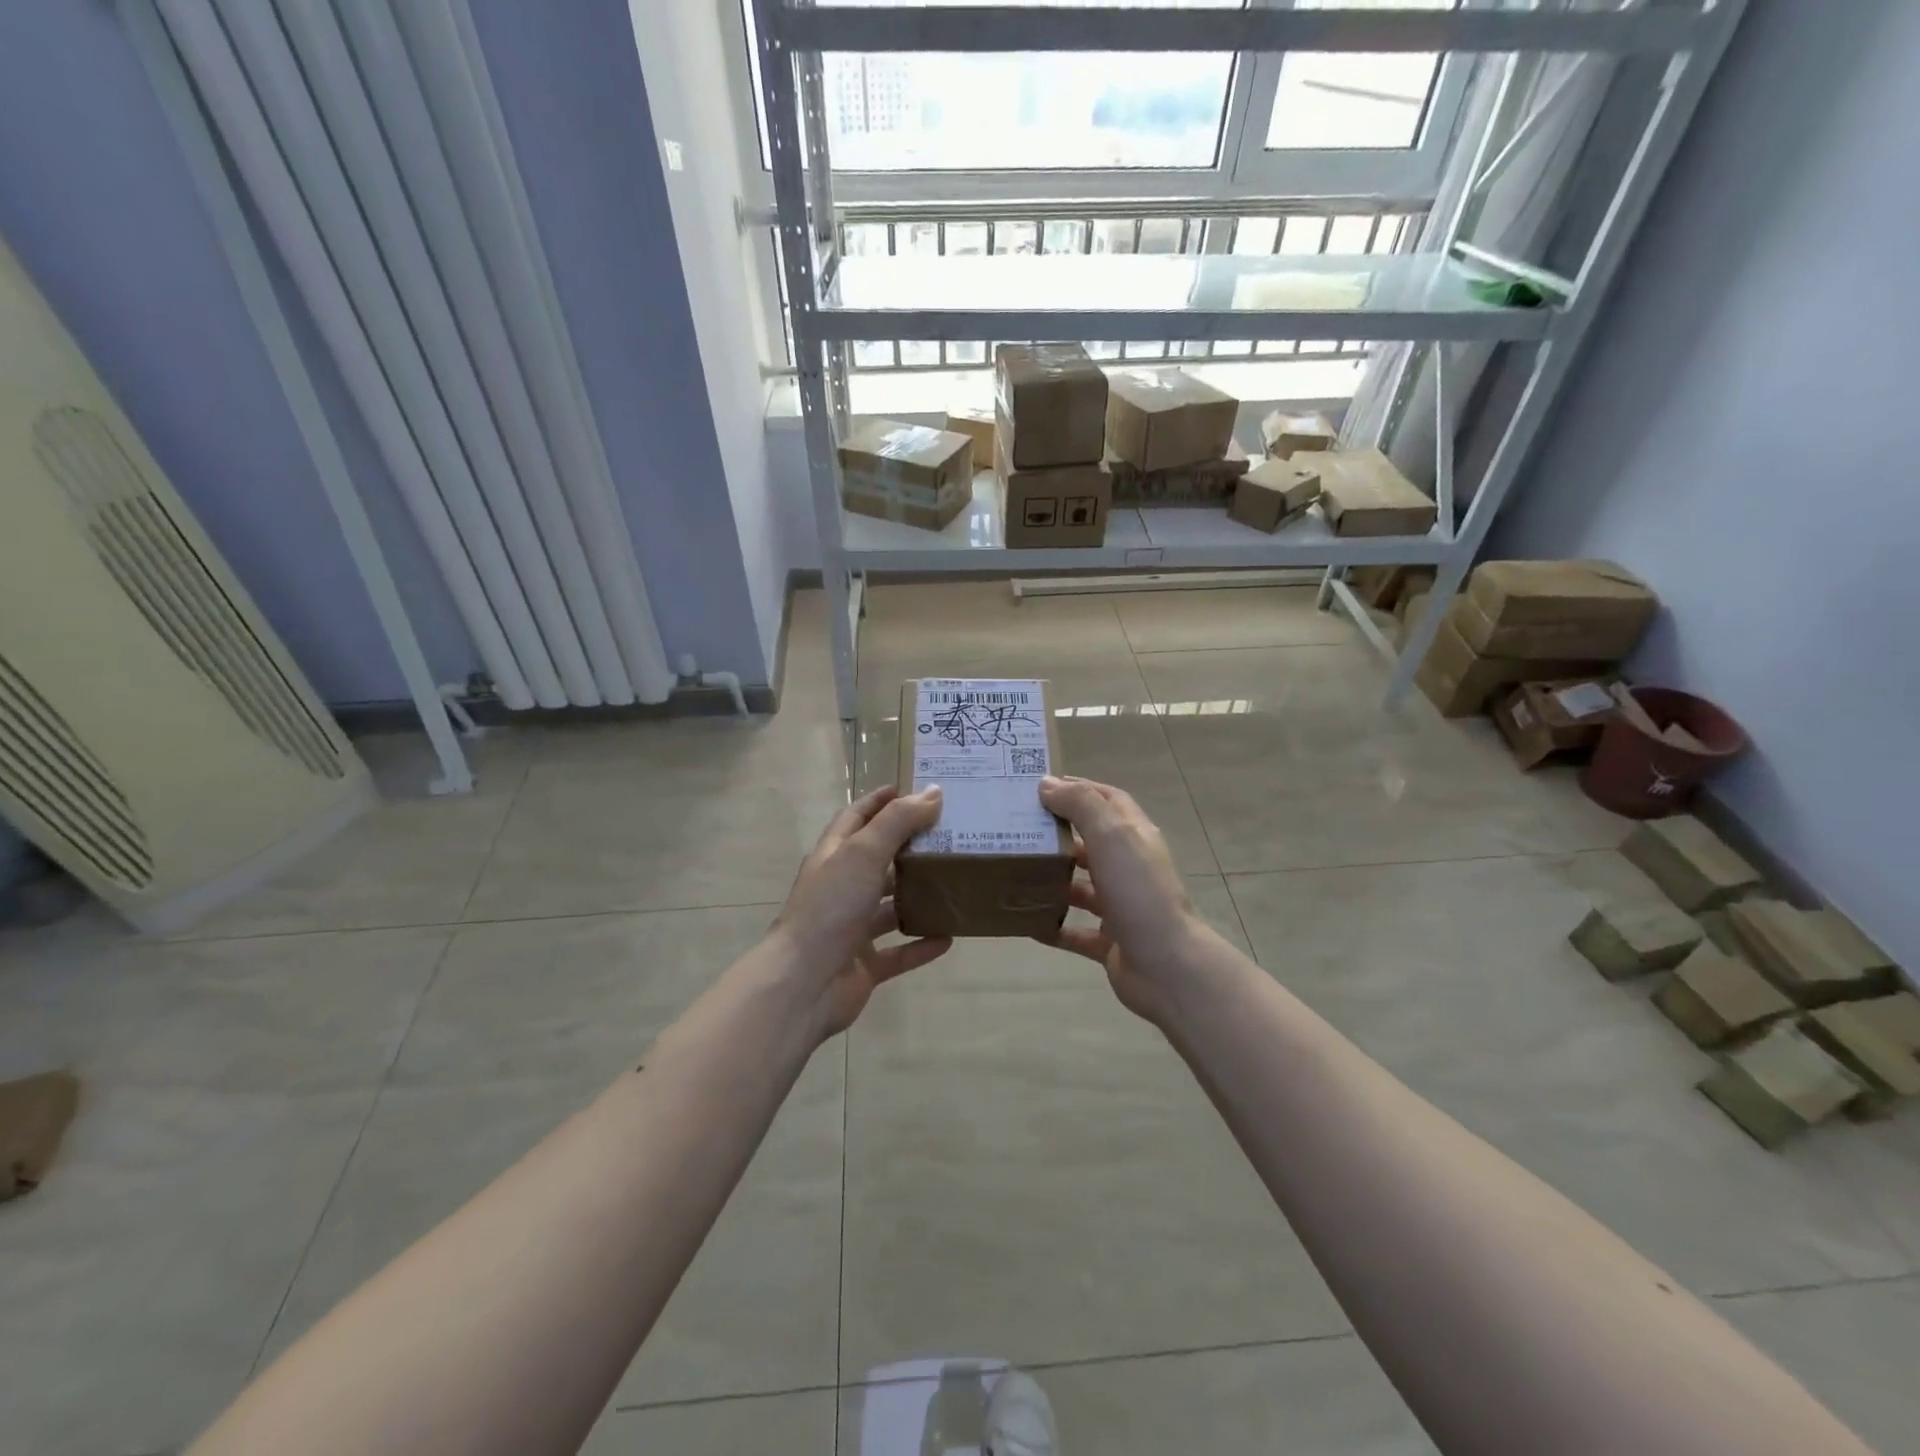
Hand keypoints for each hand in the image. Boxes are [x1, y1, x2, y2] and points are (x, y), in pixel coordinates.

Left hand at [769, 784, 952, 1039]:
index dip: (880, 802)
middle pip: (878, 861)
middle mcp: (841, 888)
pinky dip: (921, 944)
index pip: (856, 818)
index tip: (910, 789)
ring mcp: (851, 929)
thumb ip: (898, 822)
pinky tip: (949, 937)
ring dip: (918, 898)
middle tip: (949, 836)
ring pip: (890, 908)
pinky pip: (898, 952)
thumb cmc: (830, 908)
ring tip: (955, 885)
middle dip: (909, 848)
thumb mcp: (864, 854)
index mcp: (834, 857)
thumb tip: (933, 792)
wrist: (803, 984)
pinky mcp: (863, 965)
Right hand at [1037, 775, 1206, 1025]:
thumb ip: (1081, 805)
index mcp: (1134, 836)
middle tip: (1017, 829)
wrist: (1167, 966)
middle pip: (1091, 842)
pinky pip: (1075, 931)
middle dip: (1058, 834)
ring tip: (1015, 873)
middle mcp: (1129, 867)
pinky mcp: (1110, 941)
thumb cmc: (1138, 892)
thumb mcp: (1111, 836)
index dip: (1079, 789)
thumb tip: (1047, 784)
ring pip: (1081, 887)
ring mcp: (1121, 906)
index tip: (1040, 787)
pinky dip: (1053, 926)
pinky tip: (1026, 923)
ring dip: (1053, 880)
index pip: (1108, 800)